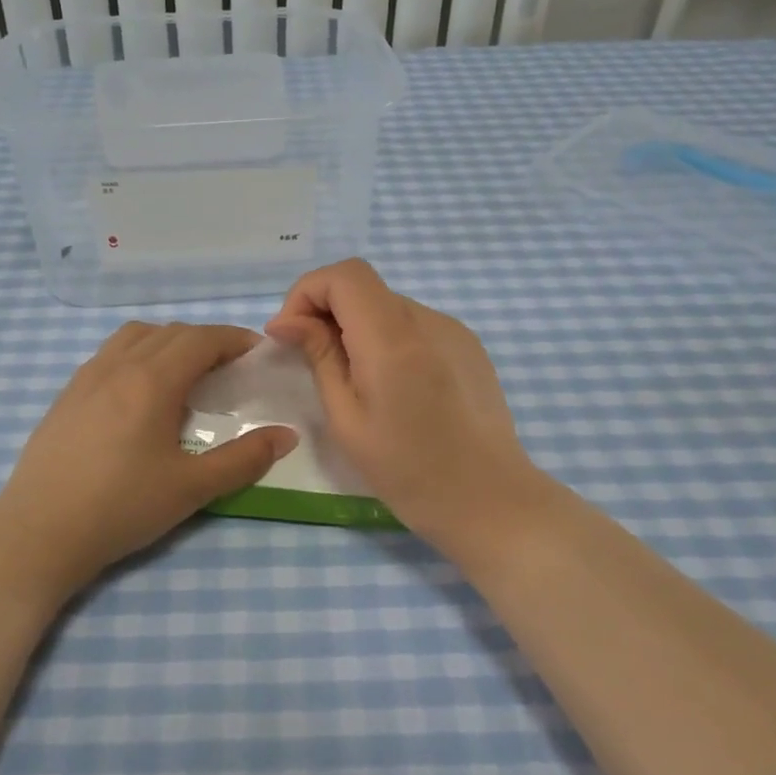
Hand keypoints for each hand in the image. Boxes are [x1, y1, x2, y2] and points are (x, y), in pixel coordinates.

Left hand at [0, 322, 297, 591]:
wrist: (39, 532)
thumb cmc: (121, 508)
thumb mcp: (192, 488)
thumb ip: (244, 459)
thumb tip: (287, 436)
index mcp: (152, 381)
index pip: (201, 340)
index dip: (233, 339)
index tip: (256, 351)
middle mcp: (118, 366)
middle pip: (170, 333)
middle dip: (206, 340)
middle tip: (229, 367)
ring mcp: (86, 377)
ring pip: (135, 336)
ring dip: (168, 341)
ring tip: (184, 372)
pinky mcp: (66, 395)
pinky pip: (109, 354)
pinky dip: (137, 354)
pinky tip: (138, 391)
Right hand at [265, 260, 547, 557]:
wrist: (488, 499)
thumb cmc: (408, 470)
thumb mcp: (347, 419)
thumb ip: (319, 357)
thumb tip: (286, 321)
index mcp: (392, 338)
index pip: (343, 275)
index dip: (306, 293)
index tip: (291, 335)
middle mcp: (427, 320)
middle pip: (364, 288)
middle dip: (327, 313)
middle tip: (313, 362)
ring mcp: (454, 330)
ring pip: (388, 307)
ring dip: (358, 328)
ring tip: (357, 382)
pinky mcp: (469, 346)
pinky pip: (415, 326)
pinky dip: (389, 340)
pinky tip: (395, 388)